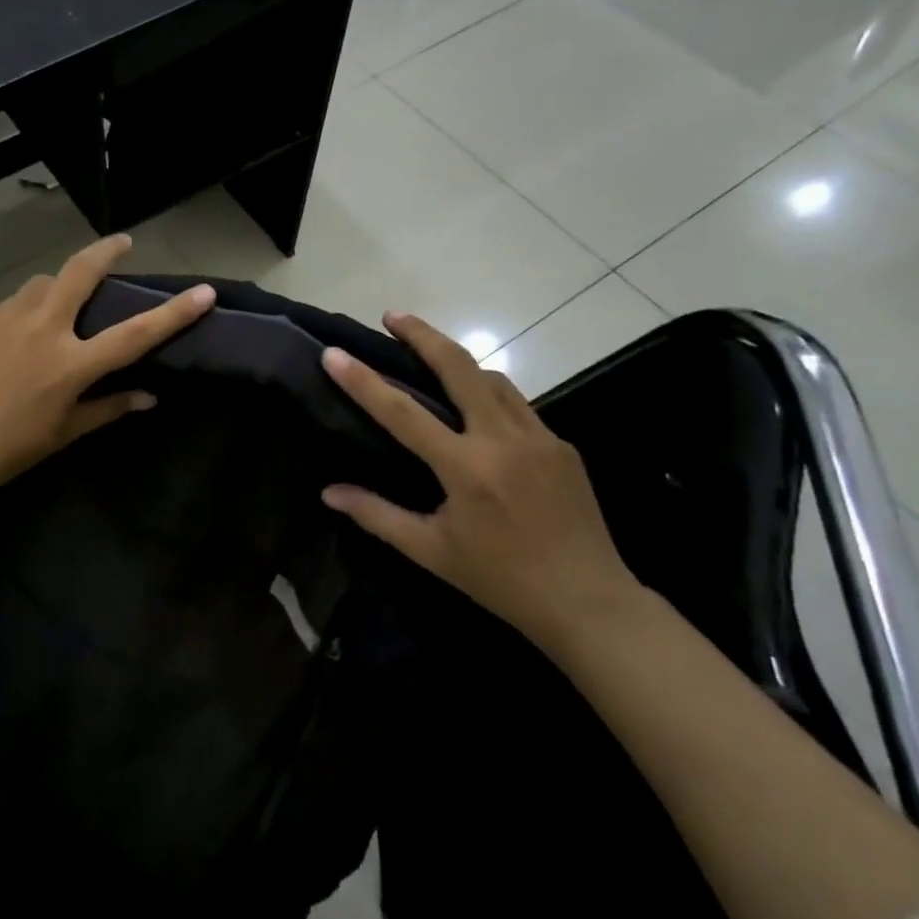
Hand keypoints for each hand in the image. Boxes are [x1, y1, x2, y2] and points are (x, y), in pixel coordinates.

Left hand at [0, 234, 214, 501]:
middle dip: (108, 250)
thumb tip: (148, 397)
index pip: (135, 333)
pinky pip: (19, 298)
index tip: (204, 293)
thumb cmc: (4, 449)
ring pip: (46, 281)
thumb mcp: (62, 434)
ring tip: (68, 295)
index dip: (175, 314)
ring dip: (64, 280)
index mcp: (70, 364)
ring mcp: (10, 317)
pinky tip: (29, 323)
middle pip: (82, 272)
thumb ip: (107, 409)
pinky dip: (35, 300)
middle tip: (123, 243)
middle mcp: (44, 328)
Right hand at [319, 312, 641, 649]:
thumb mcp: (431, 550)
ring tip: (431, 357)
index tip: (334, 353)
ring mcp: (540, 438)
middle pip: (460, 367)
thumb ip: (377, 515)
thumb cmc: (500, 580)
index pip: (402, 412)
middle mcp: (503, 440)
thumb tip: (329, 492)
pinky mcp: (562, 446)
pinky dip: (489, 396)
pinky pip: (517, 406)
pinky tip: (477, 413)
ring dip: (458, 362)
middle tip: (393, 316)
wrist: (589, 603)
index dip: (363, 380)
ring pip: (493, 379)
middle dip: (423, 334)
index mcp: (466, 468)